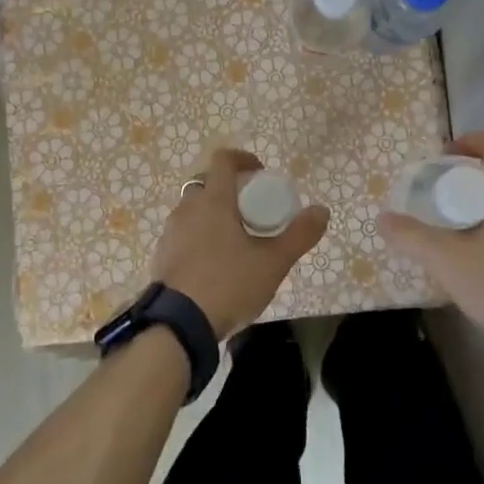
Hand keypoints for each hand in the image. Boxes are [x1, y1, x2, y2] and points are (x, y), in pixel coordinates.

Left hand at [150, 148, 329, 339]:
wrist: (178, 324)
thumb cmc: (228, 284)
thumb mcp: (273, 262)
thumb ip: (299, 235)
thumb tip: (322, 210)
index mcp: (213, 200)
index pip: (223, 160)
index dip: (242, 159)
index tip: (260, 172)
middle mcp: (187, 208)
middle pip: (206, 183)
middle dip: (228, 188)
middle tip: (250, 209)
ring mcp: (170, 232)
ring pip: (193, 209)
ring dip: (212, 213)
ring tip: (234, 238)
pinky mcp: (162, 255)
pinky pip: (183, 233)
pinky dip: (199, 236)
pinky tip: (214, 262)